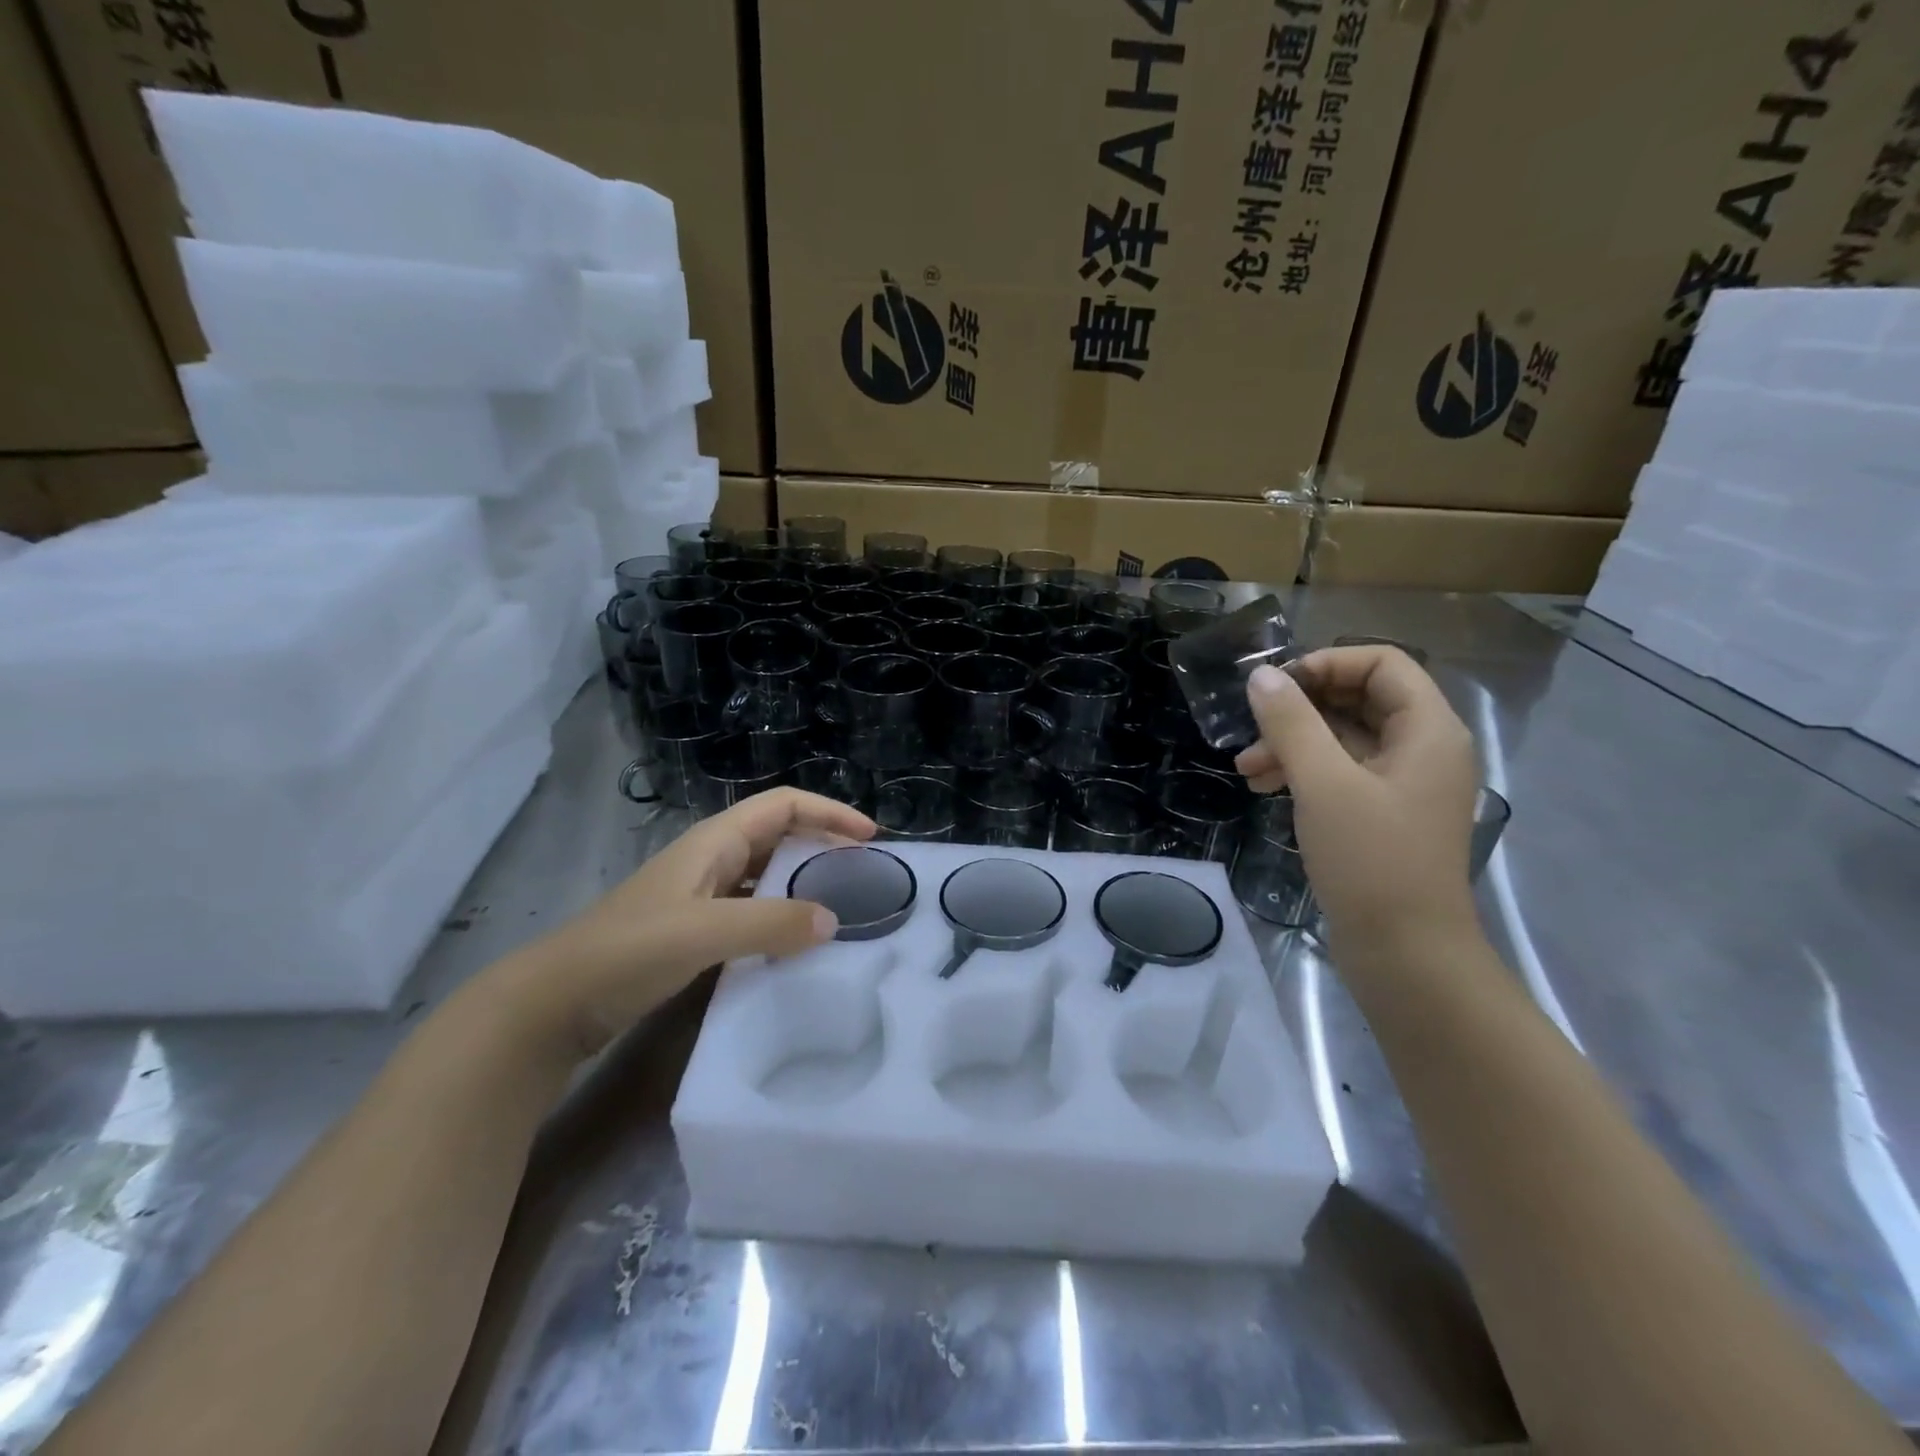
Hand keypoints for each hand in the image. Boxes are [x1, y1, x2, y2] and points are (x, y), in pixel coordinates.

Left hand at [492, 789, 875, 1059]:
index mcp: (714, 842)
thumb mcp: (704, 932)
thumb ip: (770, 923)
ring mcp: (700, 896)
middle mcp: (711, 860)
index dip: (829, 812)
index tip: (870, 837)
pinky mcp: (693, 931)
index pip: (783, 806)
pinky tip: (796, 945)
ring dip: (804, 882)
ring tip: (842, 908)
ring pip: (767, 875)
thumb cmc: (627, 952)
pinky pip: (752, 911)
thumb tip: (834, 921)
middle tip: (864, 874)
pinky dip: (781, 918)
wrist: (552, 1003)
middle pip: (778, 835)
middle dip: (823, 845)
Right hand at [1236, 647, 1479, 949]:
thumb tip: (1262, 676)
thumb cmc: (1371, 860)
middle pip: (1360, 699)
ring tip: (1246, 767)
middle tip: (1253, 727)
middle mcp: (1423, 749)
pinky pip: (1342, 772)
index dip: (1327, 664)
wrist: (1405, 954)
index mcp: (1429, 730)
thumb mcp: (1323, 784)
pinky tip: (1264, 788)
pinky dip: (1303, 772)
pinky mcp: (1384, 814)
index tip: (1277, 687)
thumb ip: (1291, 723)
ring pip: (1344, 738)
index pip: (1382, 663)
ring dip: (1293, 743)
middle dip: (1300, 709)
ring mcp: (1404, 784)